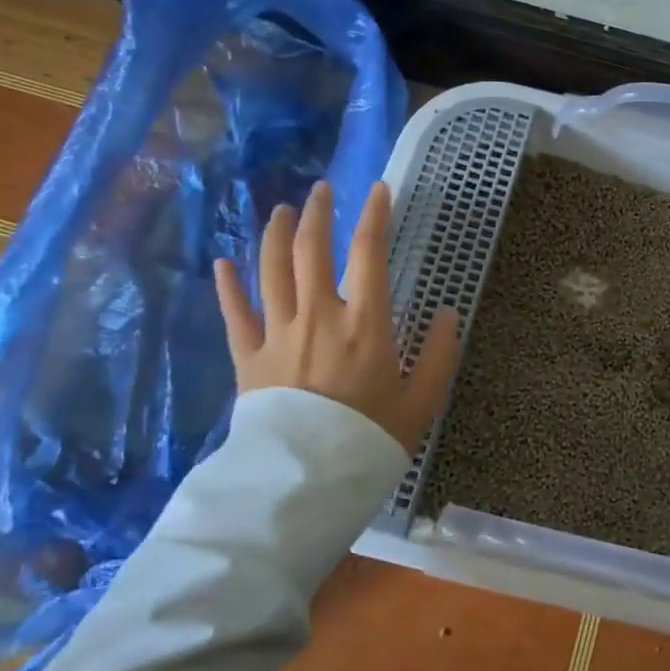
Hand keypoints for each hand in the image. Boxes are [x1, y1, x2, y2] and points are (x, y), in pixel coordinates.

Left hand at [212, 180, 460, 454]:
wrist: (306, 481)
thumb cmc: (370, 438)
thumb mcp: (421, 401)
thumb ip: (439, 354)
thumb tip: (447, 314)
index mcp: (364, 322)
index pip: (369, 252)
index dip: (375, 215)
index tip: (379, 189)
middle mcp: (318, 315)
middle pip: (310, 248)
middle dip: (316, 212)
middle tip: (321, 190)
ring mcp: (278, 333)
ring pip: (270, 269)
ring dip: (274, 233)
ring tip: (280, 211)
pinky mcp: (249, 357)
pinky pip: (235, 312)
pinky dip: (227, 284)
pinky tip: (222, 262)